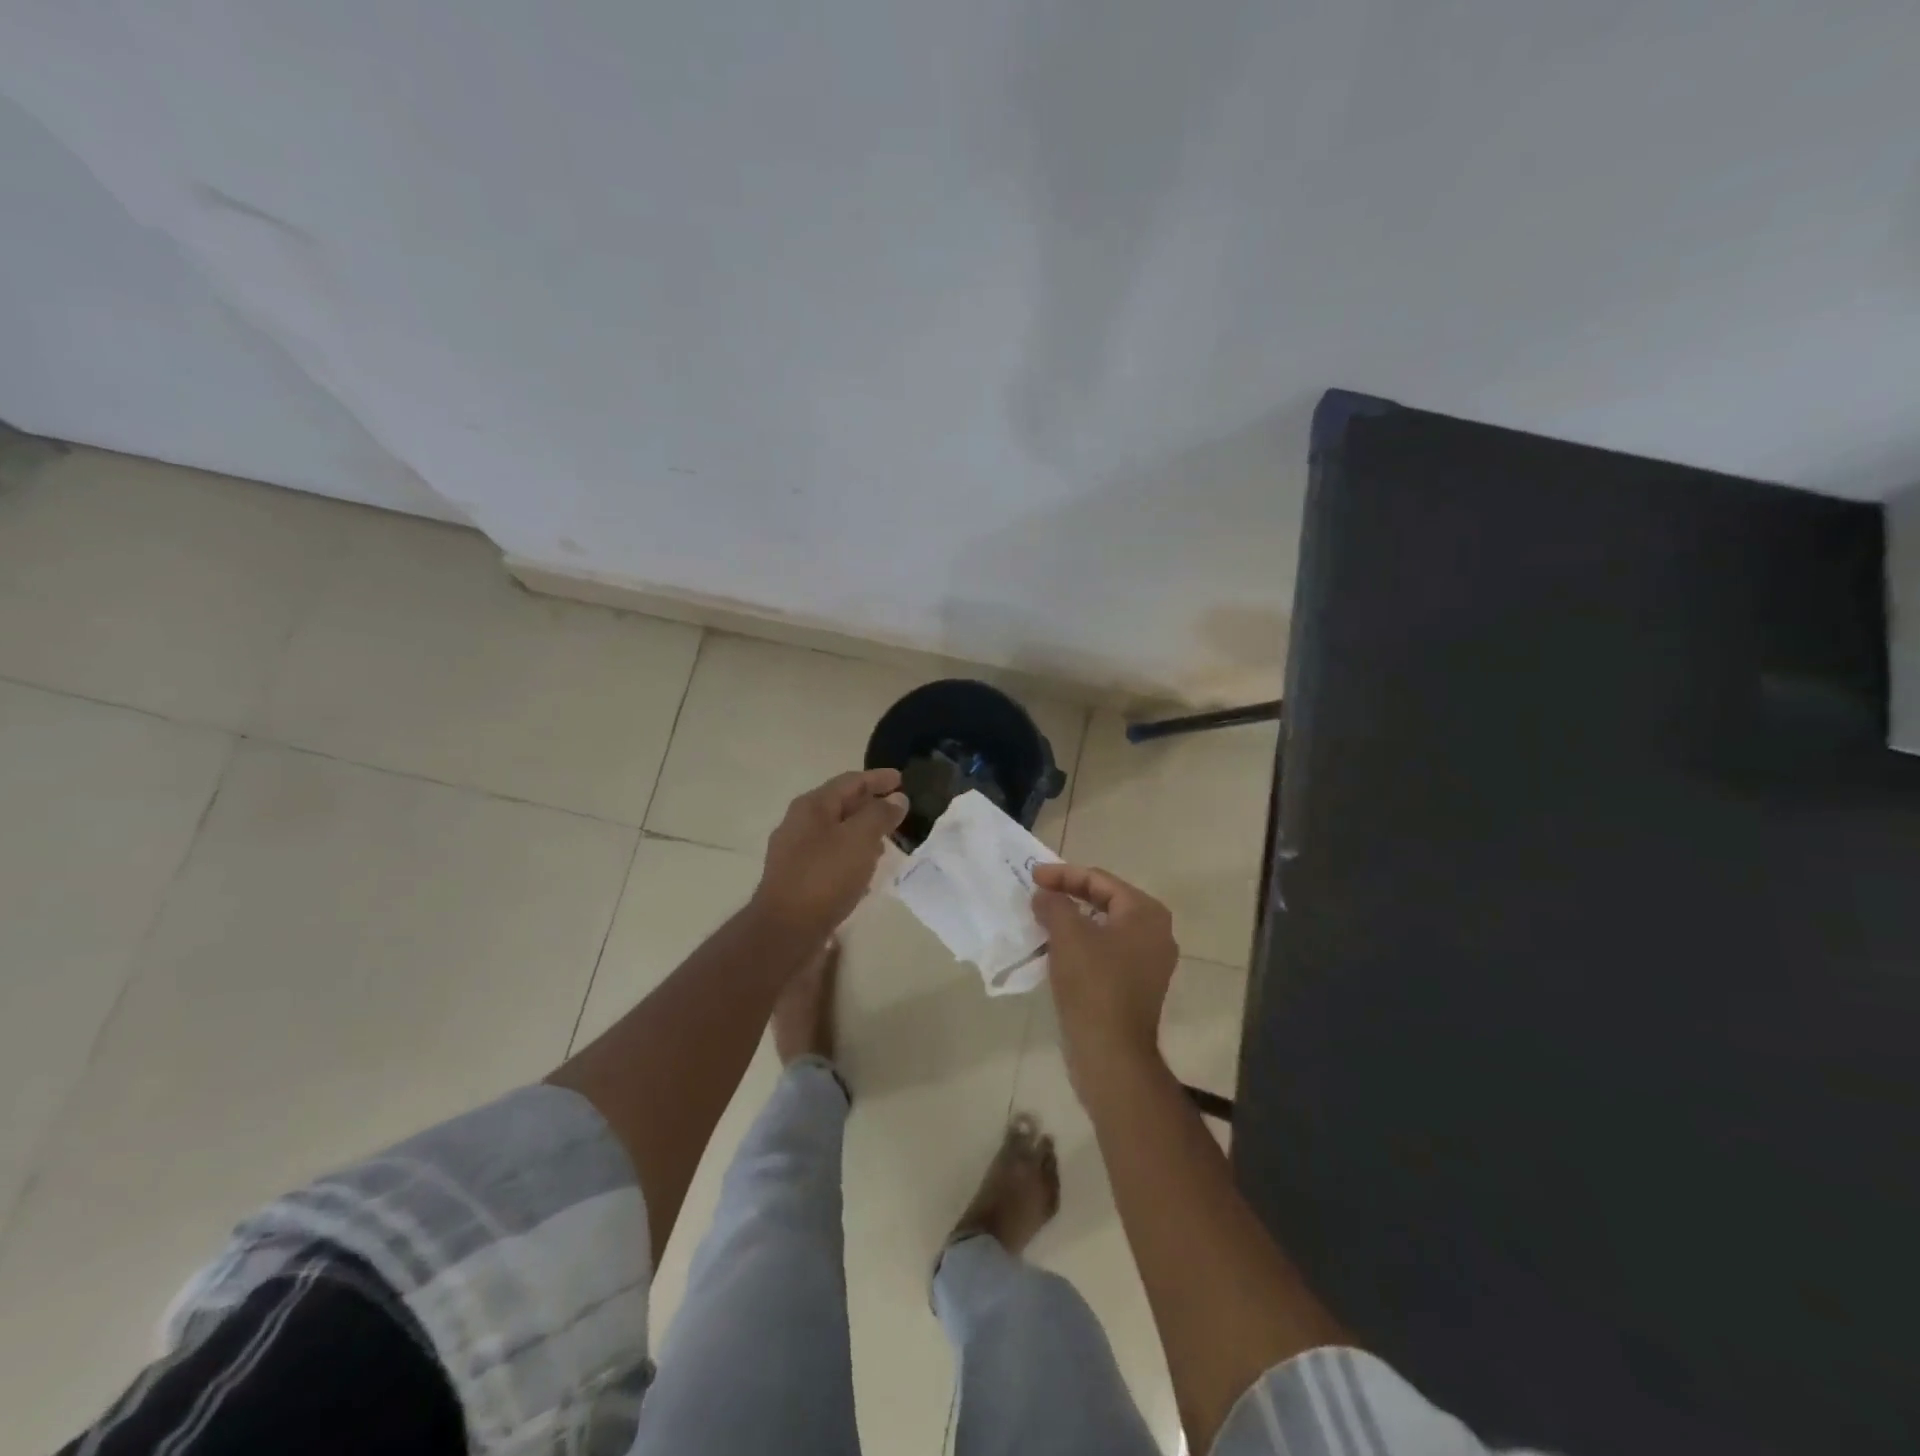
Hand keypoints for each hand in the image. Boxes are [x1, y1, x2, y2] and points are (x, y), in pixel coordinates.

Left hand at [753, 768, 907, 938]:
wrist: (785, 931)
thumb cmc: (824, 877)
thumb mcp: (859, 839)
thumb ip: (880, 815)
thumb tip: (896, 799)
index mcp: (812, 806)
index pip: (850, 781)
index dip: (877, 779)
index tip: (902, 780)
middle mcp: (799, 823)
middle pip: (840, 805)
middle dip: (870, 805)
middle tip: (897, 811)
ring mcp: (795, 852)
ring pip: (836, 832)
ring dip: (862, 832)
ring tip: (887, 840)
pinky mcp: (798, 878)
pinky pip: (831, 856)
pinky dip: (851, 855)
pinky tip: (866, 870)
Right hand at [1032, 863, 1179, 1095]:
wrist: (1111, 1053)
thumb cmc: (1093, 985)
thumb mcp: (1068, 935)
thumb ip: (1054, 904)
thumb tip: (1045, 894)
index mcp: (1146, 913)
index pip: (1099, 880)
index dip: (1063, 874)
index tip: (1032, 875)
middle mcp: (1155, 933)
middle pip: (1105, 901)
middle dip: (1069, 895)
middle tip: (1038, 894)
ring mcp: (1149, 962)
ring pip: (1104, 928)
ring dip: (1073, 921)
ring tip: (1042, 920)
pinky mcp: (1136, 986)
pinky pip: (1106, 952)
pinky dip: (1082, 945)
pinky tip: (1056, 950)